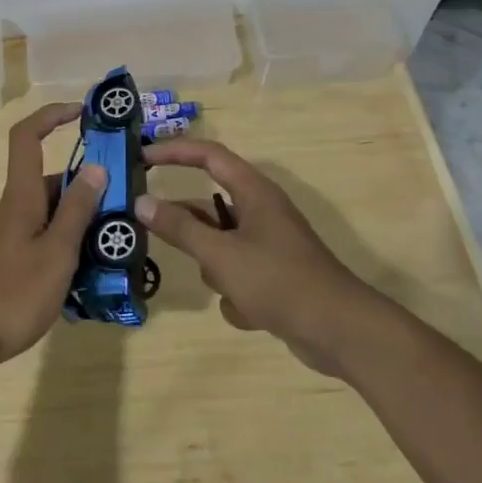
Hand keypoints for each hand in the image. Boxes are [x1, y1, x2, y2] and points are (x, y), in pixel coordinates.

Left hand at [0, 103, 106, 368]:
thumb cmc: (12, 293)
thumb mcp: (57, 253)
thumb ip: (77, 211)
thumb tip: (95, 167)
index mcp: (18, 197)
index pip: (26, 137)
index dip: (51, 116)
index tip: (81, 113)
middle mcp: (6, 209)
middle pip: (46, 184)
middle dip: (82, 194)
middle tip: (118, 217)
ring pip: (42, 217)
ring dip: (72, 227)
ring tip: (105, 257)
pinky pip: (32, 241)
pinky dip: (56, 248)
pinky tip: (74, 282)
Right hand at [137, 138, 377, 374]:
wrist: (339, 331)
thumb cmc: (278, 280)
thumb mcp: (220, 254)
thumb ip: (179, 228)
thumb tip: (141, 202)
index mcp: (254, 192)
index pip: (208, 155)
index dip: (174, 151)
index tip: (142, 158)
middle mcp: (261, 211)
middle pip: (209, 207)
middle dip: (189, 228)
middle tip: (151, 232)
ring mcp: (268, 244)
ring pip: (220, 246)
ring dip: (216, 269)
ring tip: (227, 288)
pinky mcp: (274, 275)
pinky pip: (238, 275)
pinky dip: (237, 295)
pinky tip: (249, 313)